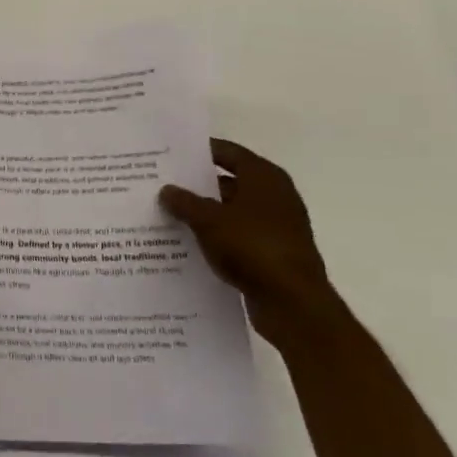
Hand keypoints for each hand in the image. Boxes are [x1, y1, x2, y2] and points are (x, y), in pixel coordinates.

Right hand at [160, 139, 336, 345]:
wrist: (293, 304)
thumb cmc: (253, 247)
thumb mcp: (209, 220)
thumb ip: (185, 202)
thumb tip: (166, 190)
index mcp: (264, 177)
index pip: (228, 152)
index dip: (200, 152)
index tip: (171, 154)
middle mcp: (275, 196)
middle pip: (230, 182)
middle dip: (198, 186)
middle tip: (163, 185)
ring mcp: (276, 227)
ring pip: (232, 212)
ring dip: (206, 215)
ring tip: (169, 216)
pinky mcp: (273, 254)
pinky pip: (238, 238)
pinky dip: (218, 238)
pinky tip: (189, 245)